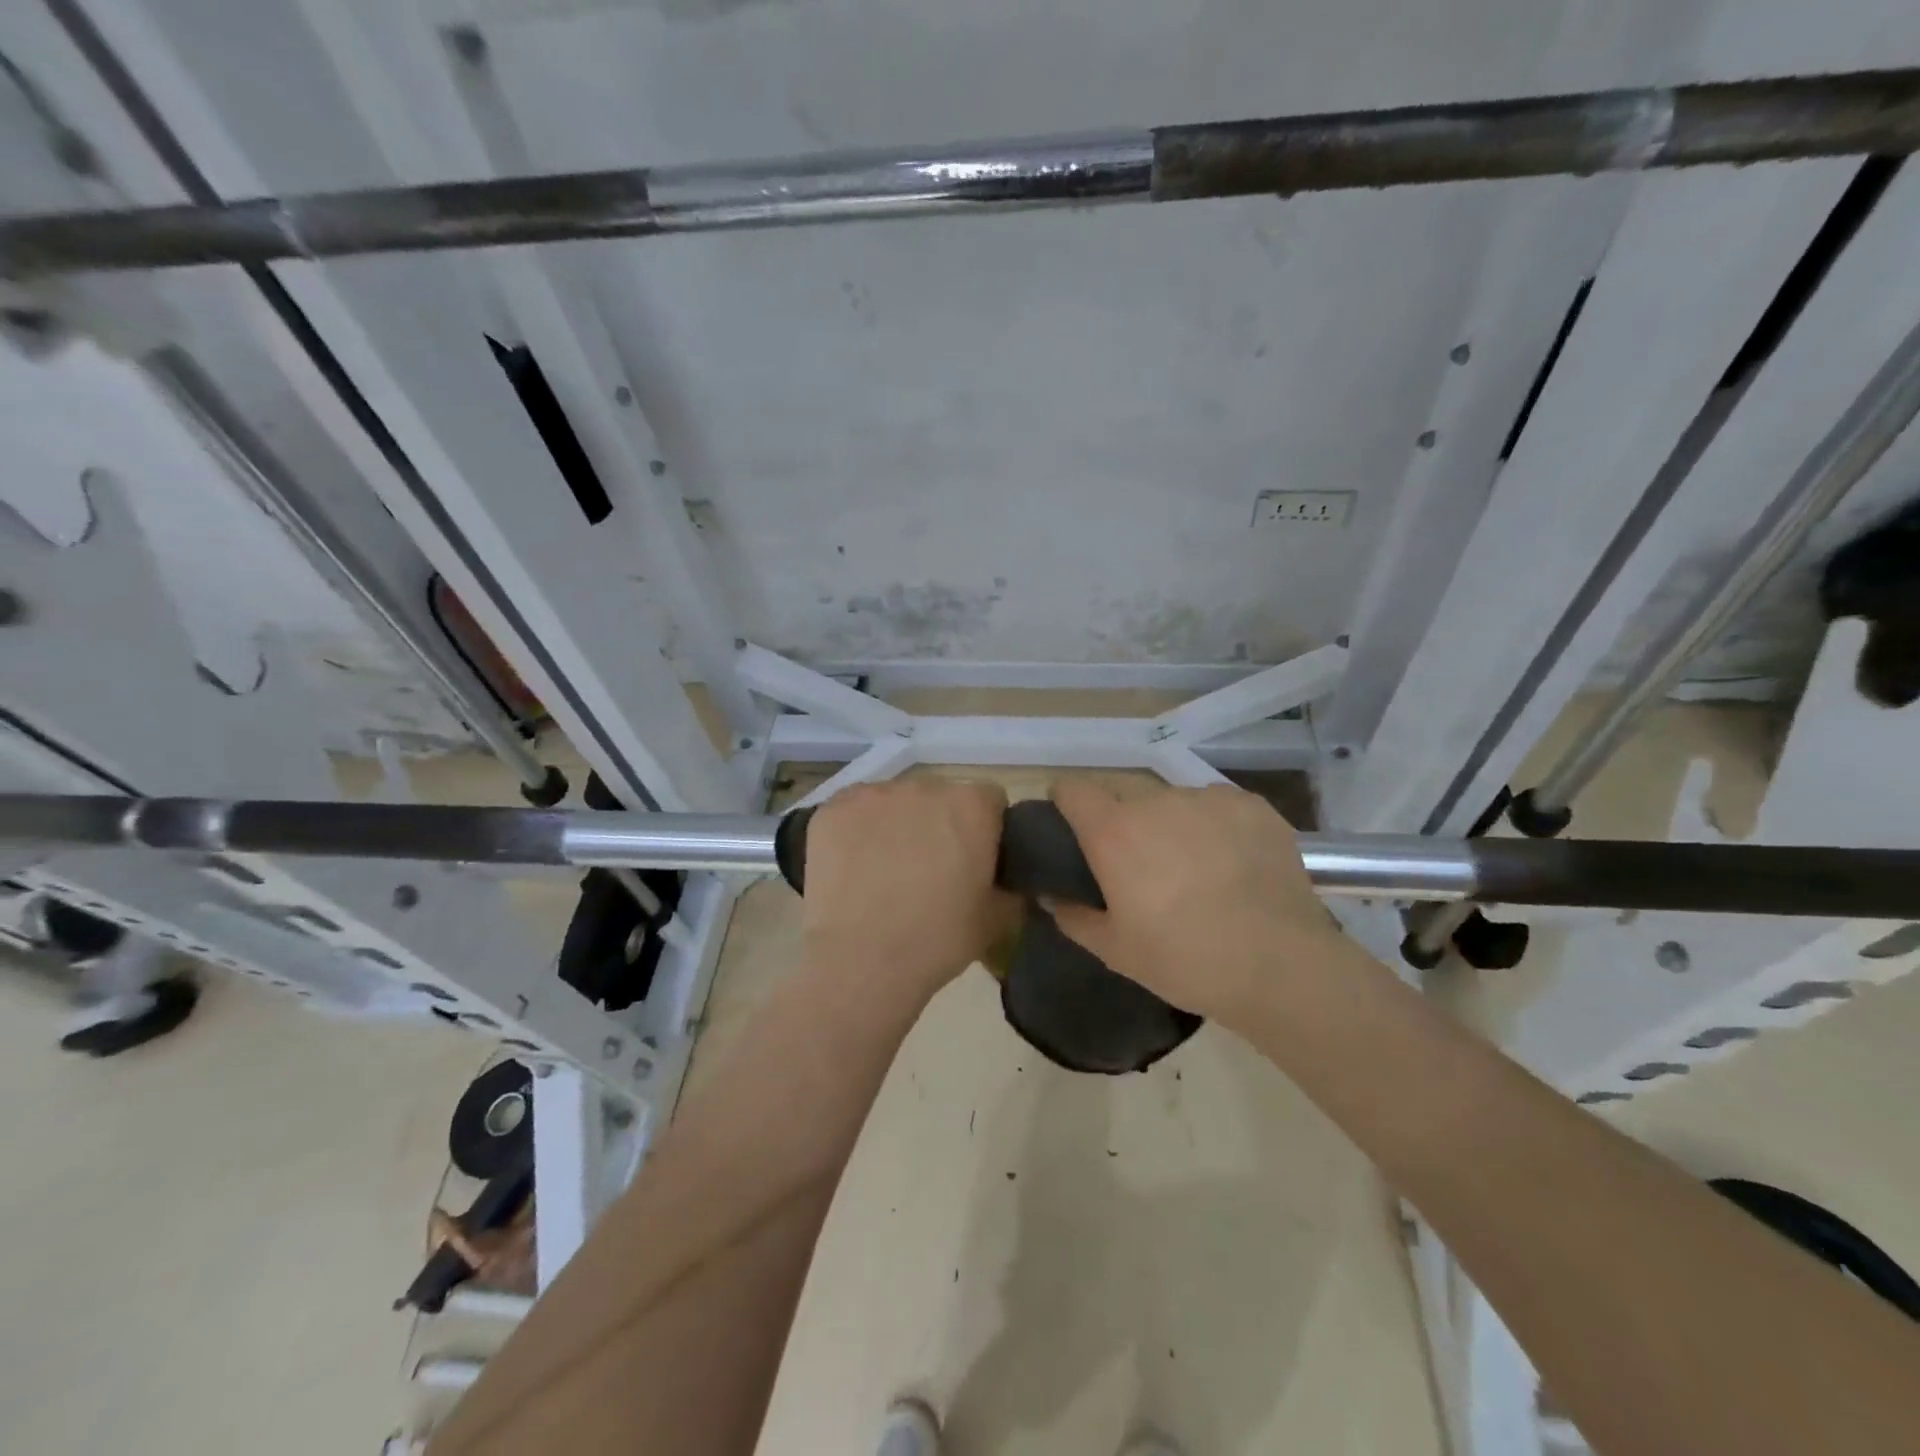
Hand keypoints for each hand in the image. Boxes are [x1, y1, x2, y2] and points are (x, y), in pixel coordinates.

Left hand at [797, 777, 1014, 1000]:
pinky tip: (854, 866)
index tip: (975, 859)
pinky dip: (858, 831)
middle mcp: (924, 787)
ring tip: (886, 869)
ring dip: (897, 824)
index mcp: (971, 806)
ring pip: (895, 802)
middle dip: (939, 824)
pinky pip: (854, 811)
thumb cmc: (937, 940)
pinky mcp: (833, 809)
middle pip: (939, 797)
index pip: (989, 800)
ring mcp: (874, 795)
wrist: (862, 961)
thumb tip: (1006, 881)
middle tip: (930, 867)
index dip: (985, 828)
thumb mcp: (997, 920)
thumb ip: (1011, 887)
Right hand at [1046, 779, 1348, 1026]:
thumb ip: (1073, 916)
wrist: (1280, 966)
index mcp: (1114, 831)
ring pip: (1173, 800)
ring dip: (1170, 823)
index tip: (1072, 827)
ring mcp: (1208, 799)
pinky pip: (1217, 806)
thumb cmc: (1184, 960)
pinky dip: (1214, 826)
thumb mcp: (1115, 950)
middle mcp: (1156, 801)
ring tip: (1193, 865)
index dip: (1066, 803)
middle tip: (1137, 862)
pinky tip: (1233, 863)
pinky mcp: (1252, 806)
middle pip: (1123, 793)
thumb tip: (1049, 895)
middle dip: (1121, 819)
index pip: (1072, 788)